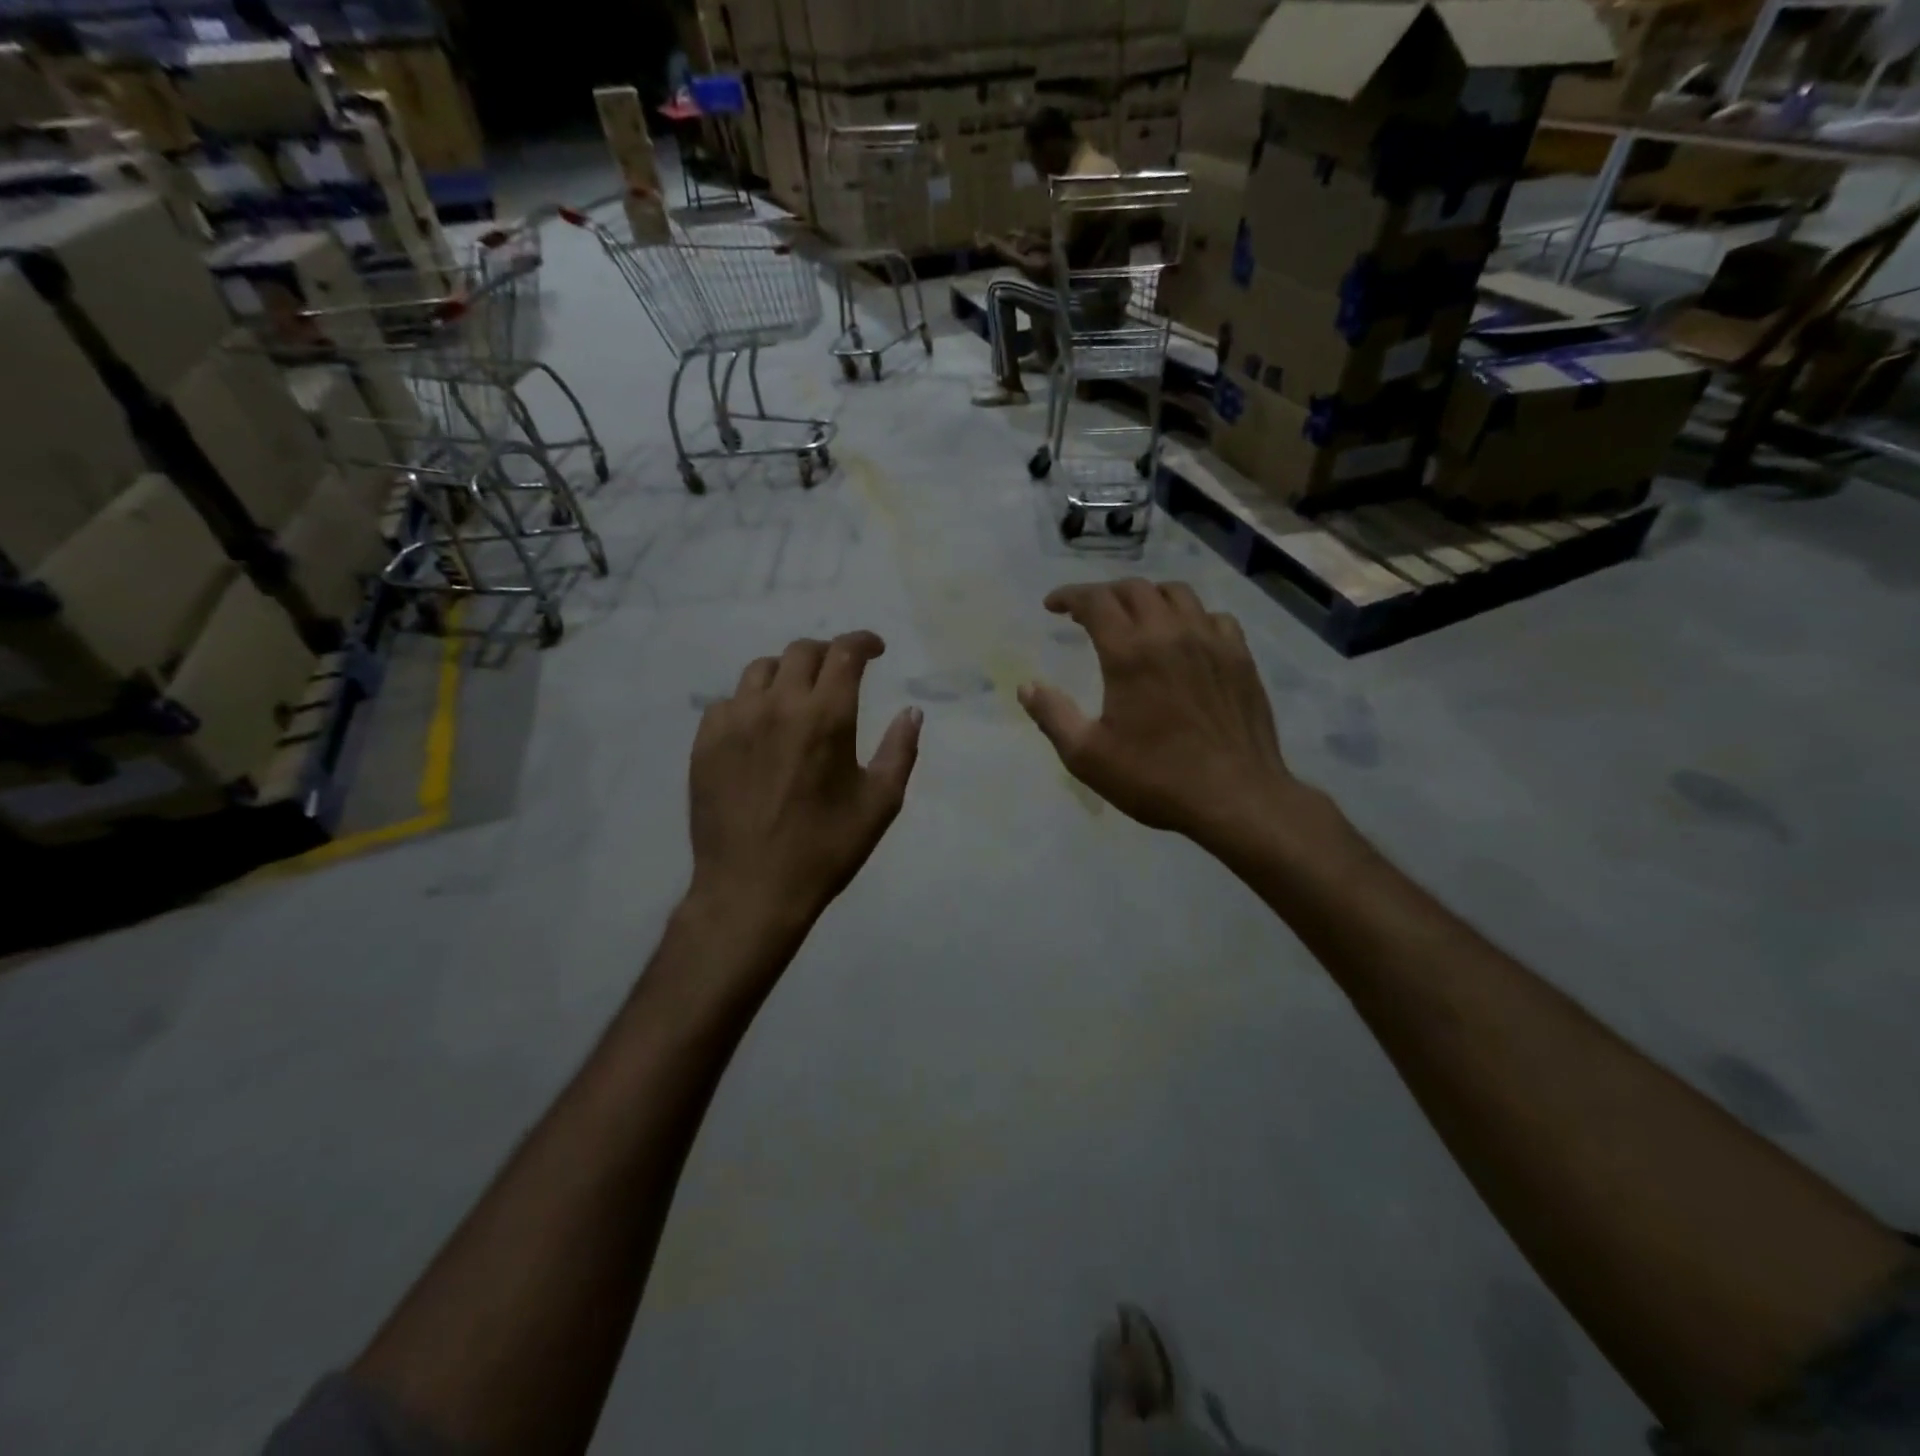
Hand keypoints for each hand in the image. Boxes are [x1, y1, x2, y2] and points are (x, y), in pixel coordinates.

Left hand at [689, 632, 921, 931]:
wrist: (752, 889)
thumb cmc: (825, 848)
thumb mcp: (880, 803)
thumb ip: (901, 749)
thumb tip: (912, 712)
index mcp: (825, 717)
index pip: (844, 653)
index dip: (863, 641)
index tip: (875, 649)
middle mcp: (777, 705)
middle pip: (801, 652)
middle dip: (828, 654)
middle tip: (840, 674)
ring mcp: (734, 721)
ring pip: (760, 670)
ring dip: (787, 674)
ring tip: (797, 697)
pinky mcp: (705, 742)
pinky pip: (728, 701)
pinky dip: (751, 702)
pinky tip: (760, 728)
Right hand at [1018, 580, 1297, 844]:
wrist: (1236, 796)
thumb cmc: (1155, 778)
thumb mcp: (1087, 756)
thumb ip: (1053, 715)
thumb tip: (1026, 687)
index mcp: (1130, 652)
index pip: (1095, 601)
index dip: (1069, 596)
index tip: (1053, 605)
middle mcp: (1170, 633)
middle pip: (1134, 588)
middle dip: (1105, 593)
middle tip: (1088, 613)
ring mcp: (1211, 640)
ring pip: (1177, 594)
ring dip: (1148, 597)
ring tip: (1135, 617)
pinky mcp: (1240, 656)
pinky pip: (1213, 616)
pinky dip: (1190, 617)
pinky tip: (1185, 638)